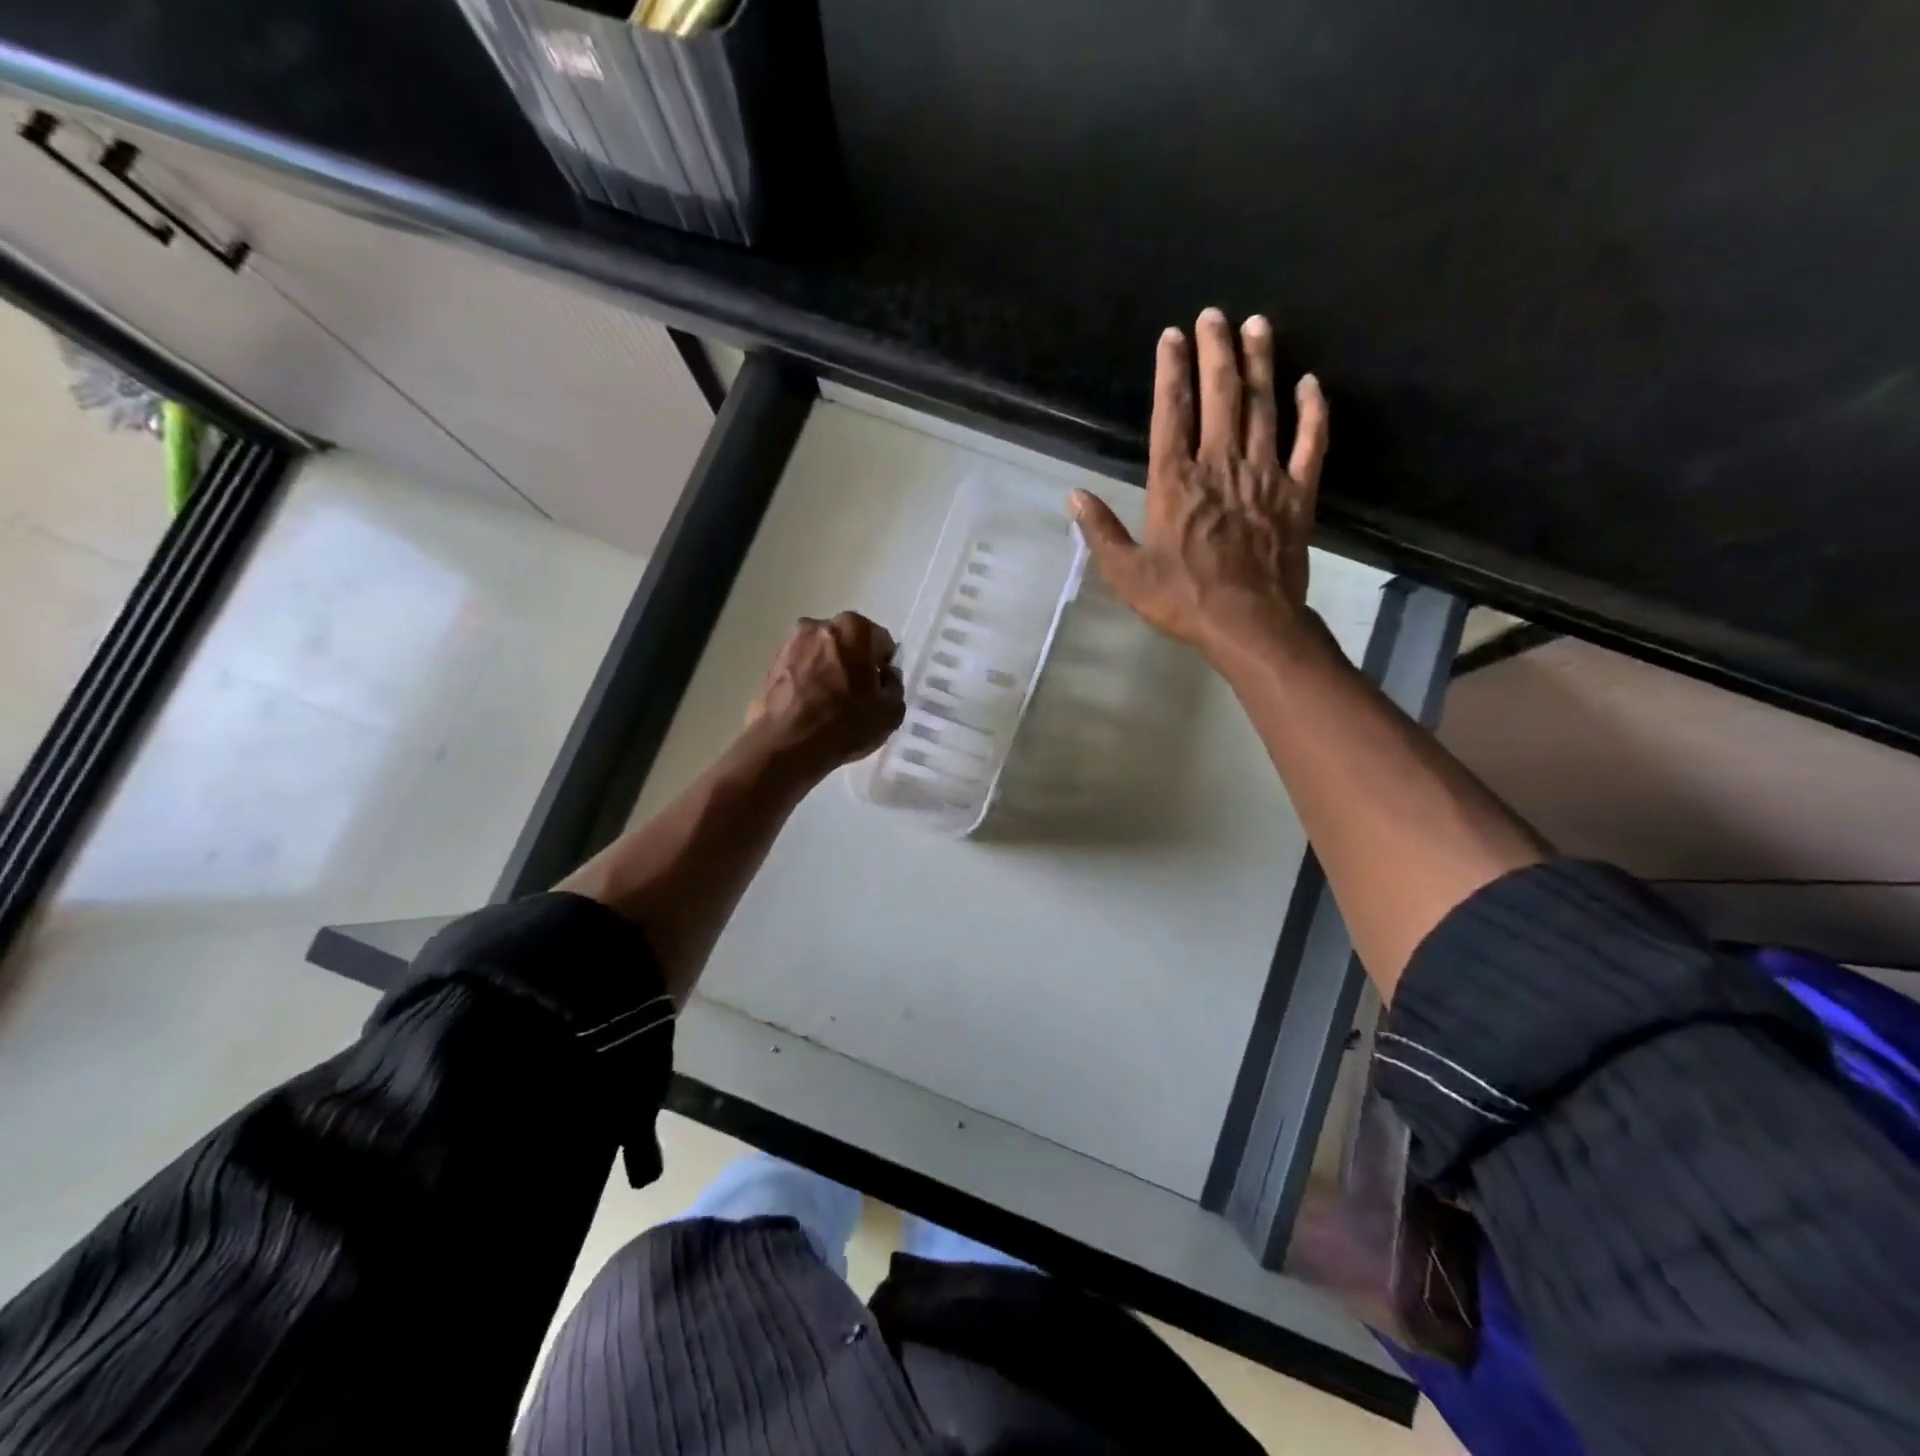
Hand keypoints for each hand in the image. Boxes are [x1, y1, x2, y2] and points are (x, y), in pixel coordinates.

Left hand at [746, 612, 904, 775]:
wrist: (787, 746)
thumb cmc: (846, 723)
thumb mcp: (892, 711)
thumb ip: (895, 686)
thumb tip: (885, 677)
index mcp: (854, 628)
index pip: (881, 642)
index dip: (884, 667)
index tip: (880, 690)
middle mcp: (819, 625)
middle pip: (849, 643)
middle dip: (855, 664)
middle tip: (858, 696)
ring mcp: (790, 643)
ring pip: (822, 655)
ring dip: (830, 671)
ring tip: (832, 705)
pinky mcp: (771, 664)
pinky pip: (801, 670)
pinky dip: (808, 682)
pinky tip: (811, 709)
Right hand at [1070, 308, 1327, 664]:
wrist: (1248, 623)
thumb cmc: (1182, 600)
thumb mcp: (1126, 573)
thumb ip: (1100, 531)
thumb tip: (1074, 495)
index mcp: (1175, 483)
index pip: (1171, 415)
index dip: (1170, 372)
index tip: (1172, 336)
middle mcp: (1220, 466)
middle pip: (1220, 397)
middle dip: (1216, 351)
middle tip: (1215, 314)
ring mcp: (1263, 476)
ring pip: (1263, 408)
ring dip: (1260, 364)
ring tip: (1258, 325)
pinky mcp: (1297, 494)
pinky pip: (1310, 443)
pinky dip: (1313, 412)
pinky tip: (1310, 383)